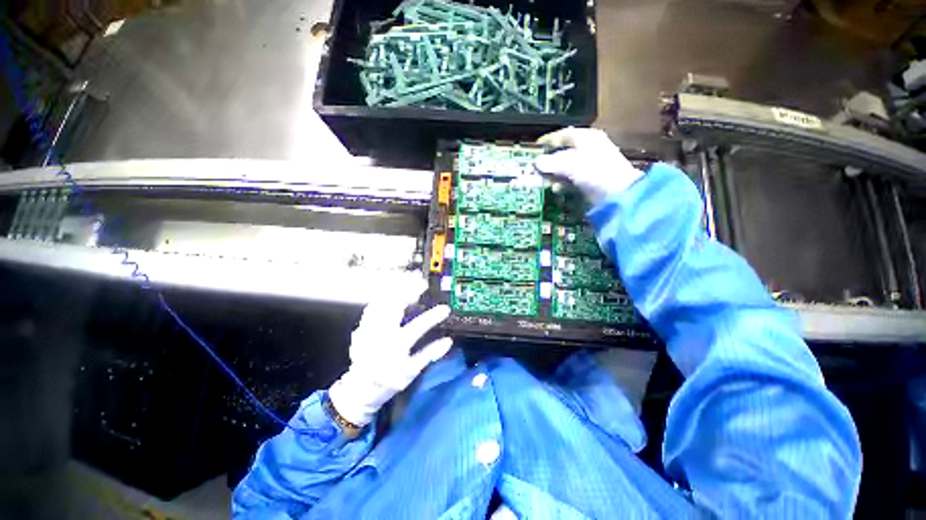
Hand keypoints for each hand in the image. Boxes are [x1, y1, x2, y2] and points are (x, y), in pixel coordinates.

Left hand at [328, 277, 452, 425]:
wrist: (360, 388)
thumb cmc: (389, 381)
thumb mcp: (412, 372)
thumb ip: (429, 355)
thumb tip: (448, 341)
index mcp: (397, 346)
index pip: (419, 326)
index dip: (433, 316)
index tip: (445, 308)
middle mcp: (382, 334)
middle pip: (396, 306)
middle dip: (410, 291)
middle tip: (422, 283)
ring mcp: (370, 329)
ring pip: (383, 303)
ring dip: (396, 290)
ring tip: (408, 282)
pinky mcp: (362, 327)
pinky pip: (372, 307)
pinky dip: (383, 297)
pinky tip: (390, 292)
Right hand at [535, 127, 644, 205]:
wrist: (619, 194)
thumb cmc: (595, 173)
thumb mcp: (570, 166)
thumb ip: (551, 163)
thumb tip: (536, 162)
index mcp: (586, 138)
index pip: (563, 135)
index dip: (548, 140)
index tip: (535, 146)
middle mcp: (589, 148)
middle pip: (564, 151)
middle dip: (549, 160)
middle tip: (536, 168)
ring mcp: (591, 164)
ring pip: (567, 166)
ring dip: (555, 174)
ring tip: (544, 181)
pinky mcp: (592, 179)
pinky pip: (573, 178)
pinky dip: (564, 183)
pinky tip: (557, 189)